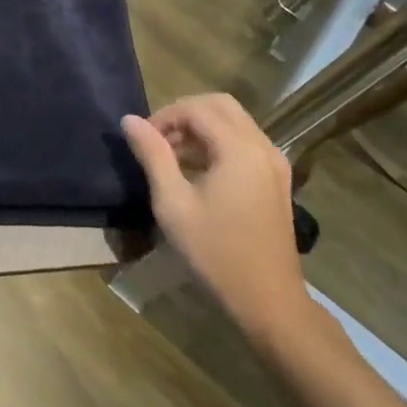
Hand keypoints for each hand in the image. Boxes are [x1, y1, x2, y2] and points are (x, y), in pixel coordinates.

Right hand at [121, 95, 313, 341]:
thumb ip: (152, 155)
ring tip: (172, 156)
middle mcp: (263, 147)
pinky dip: (218, 142)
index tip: (143, 140)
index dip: (164, 116)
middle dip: (184, 114)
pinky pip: (244, 142)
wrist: (269, 301)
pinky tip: (198, 170)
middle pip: (220, 105)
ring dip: (201, 128)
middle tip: (159, 140)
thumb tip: (130, 120)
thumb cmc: (215, 252)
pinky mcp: (277, 179)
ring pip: (234, 122)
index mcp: (240, 150)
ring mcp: (274, 163)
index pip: (196, 109)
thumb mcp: (173, 203)